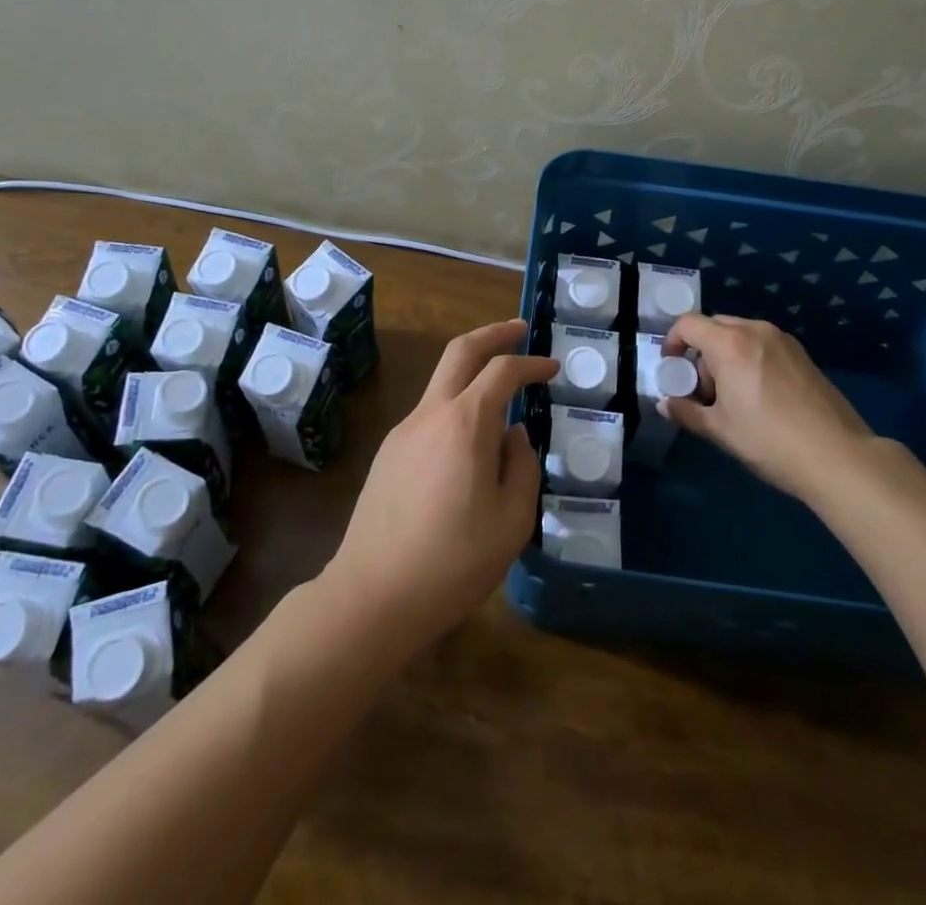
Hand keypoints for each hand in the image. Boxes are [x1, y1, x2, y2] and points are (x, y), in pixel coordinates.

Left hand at [324, 318, 555, 649]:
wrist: (373, 596)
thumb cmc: (453, 561)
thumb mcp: (511, 521)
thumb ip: (521, 468)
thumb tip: (515, 436)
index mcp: (465, 423)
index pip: (503, 371)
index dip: (532, 363)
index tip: (553, 368)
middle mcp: (431, 414)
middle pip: (460, 351)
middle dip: (493, 333)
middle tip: (520, 329)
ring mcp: (403, 431)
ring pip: (441, 382)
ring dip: (472, 372)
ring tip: (502, 397)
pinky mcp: (388, 454)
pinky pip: (430, 415)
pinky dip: (456, 408)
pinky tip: (469, 444)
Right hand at [662, 313, 875, 505]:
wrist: (837, 456)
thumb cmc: (769, 440)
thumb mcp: (720, 430)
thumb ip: (686, 412)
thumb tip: (664, 405)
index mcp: (729, 343)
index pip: (688, 324)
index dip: (672, 342)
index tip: (672, 370)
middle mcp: (755, 330)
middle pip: (714, 326)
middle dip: (700, 352)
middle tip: (703, 390)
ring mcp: (783, 340)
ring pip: (740, 335)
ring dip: (725, 356)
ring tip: (732, 397)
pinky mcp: (802, 354)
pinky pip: (762, 344)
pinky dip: (749, 359)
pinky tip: (759, 397)